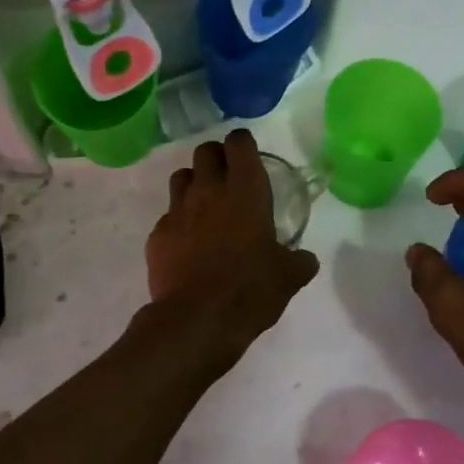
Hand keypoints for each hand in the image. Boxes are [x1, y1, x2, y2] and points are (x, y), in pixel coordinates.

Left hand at [136, 129, 319, 374]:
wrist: (197, 320)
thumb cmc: (251, 290)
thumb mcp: (288, 277)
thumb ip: (299, 260)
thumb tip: (306, 259)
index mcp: (245, 190)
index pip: (239, 143)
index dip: (243, 145)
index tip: (249, 157)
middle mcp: (209, 190)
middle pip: (205, 151)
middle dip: (217, 158)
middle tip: (228, 179)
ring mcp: (177, 210)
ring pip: (181, 177)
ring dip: (193, 184)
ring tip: (205, 206)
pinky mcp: (157, 234)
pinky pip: (167, 216)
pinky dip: (178, 223)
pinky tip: (187, 244)